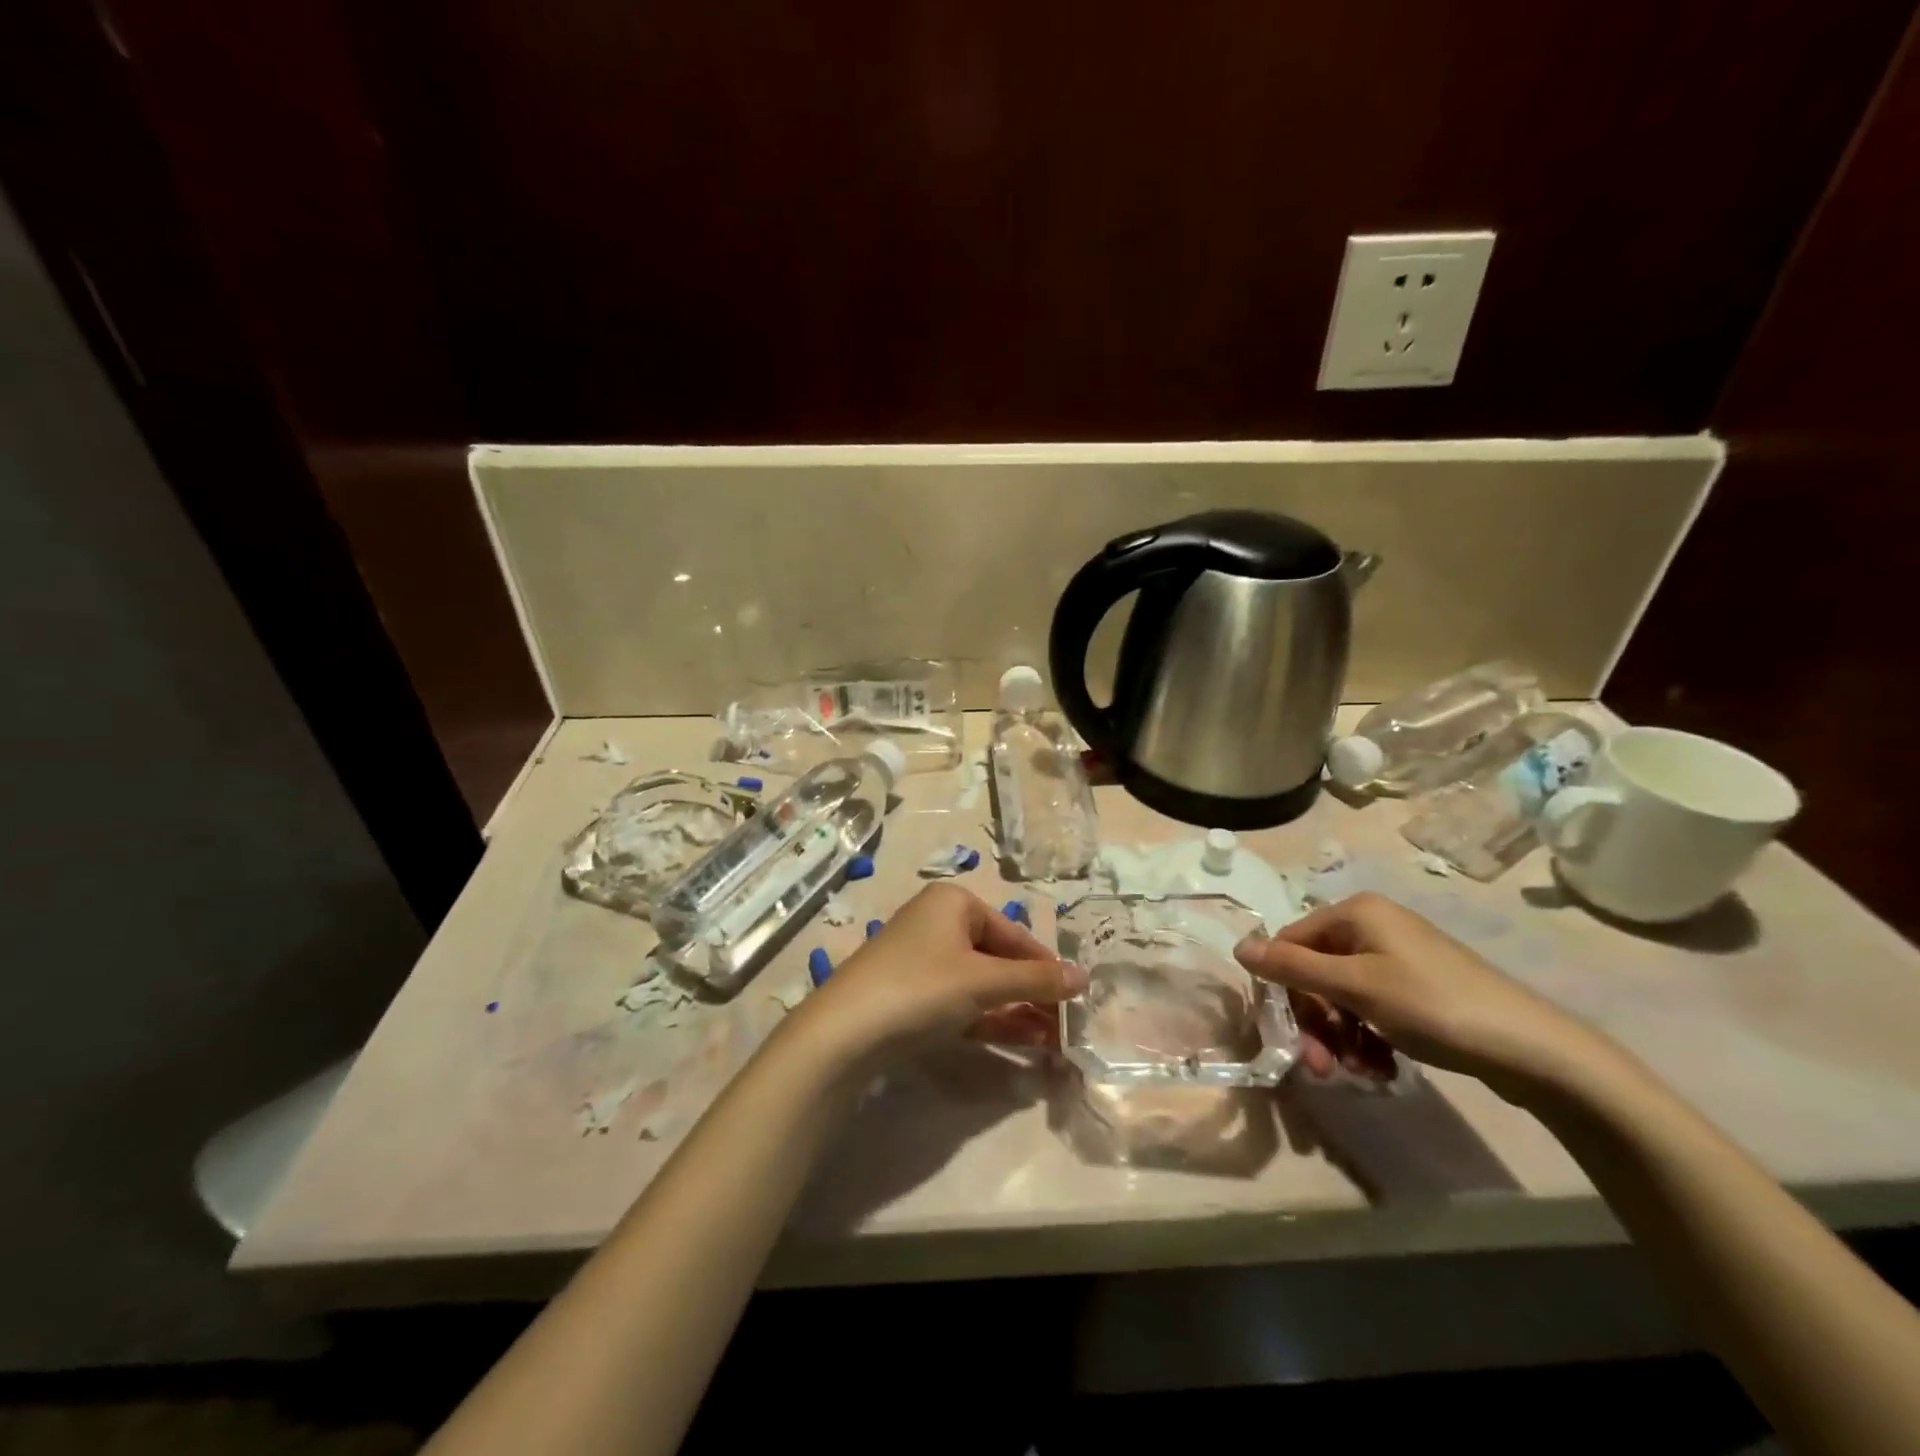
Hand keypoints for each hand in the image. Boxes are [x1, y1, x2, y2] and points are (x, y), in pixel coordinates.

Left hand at [793, 884, 1085, 1064]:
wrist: (844, 1033)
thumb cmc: (921, 987)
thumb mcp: (984, 982)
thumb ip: (1036, 980)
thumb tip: (1085, 977)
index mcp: (954, 902)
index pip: (1014, 933)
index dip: (1046, 966)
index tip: (1075, 999)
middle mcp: (938, 923)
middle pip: (999, 958)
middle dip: (1032, 993)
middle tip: (1065, 1027)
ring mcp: (922, 960)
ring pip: (982, 984)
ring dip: (1016, 1010)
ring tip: (1052, 1042)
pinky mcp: (911, 995)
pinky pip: (961, 1002)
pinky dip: (989, 1019)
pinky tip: (1021, 1042)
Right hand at [1235, 892, 1604, 1097]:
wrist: (1533, 1048)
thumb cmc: (1433, 1006)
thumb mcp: (1355, 987)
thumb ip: (1293, 967)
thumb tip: (1238, 946)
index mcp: (1355, 912)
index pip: (1291, 943)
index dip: (1285, 989)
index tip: (1293, 1037)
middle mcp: (1372, 926)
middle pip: (1316, 972)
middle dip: (1316, 1021)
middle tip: (1323, 1067)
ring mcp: (1397, 957)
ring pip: (1342, 995)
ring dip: (1340, 1036)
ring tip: (1358, 1072)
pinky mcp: (1417, 987)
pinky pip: (1372, 1007)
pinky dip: (1367, 1037)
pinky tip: (1379, 1067)